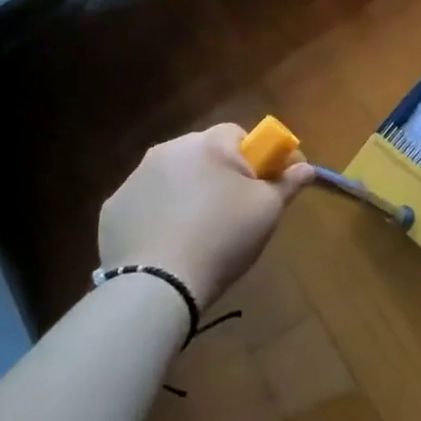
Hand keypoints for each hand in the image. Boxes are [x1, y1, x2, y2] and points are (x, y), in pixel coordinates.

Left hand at [98, 124, 312, 308]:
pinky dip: (160, 213)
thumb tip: (307, 168)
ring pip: (174, 176)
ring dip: (189, 191)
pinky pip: (147, 202)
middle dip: (221, 173)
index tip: (266, 184)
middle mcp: (168, 150)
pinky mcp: (113, 208)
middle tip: (235, 209)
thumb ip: (289, 182)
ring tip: (200, 229)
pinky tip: (169, 242)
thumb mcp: (268, 210)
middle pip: (205, 153)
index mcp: (208, 144)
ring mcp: (134, 178)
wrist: (157, 286)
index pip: (239, 134)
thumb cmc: (223, 237)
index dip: (256, 157)